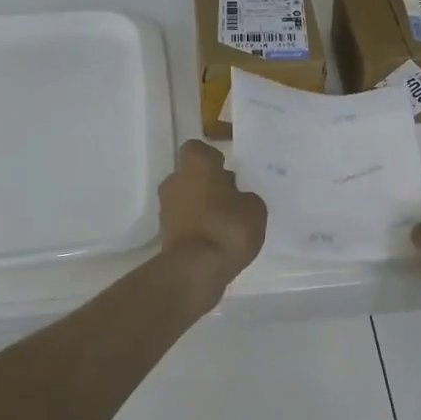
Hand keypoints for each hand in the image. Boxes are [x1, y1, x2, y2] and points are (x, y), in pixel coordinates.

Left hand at [158, 141, 266, 290]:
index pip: (199, 149)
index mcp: (196, 164)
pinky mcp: (164, 232)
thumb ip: (247, 197)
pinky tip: (216, 240)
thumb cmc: (227, 228)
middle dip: (209, 184)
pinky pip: (185, 221)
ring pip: (187, 198)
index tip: (228, 172)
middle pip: (193, 175)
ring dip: (203, 206)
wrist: (195, 270)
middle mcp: (175, 180)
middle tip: (232, 200)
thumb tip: (237, 199)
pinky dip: (198, 226)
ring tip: (227, 225)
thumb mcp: (255, 209)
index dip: (213, 159)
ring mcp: (166, 207)